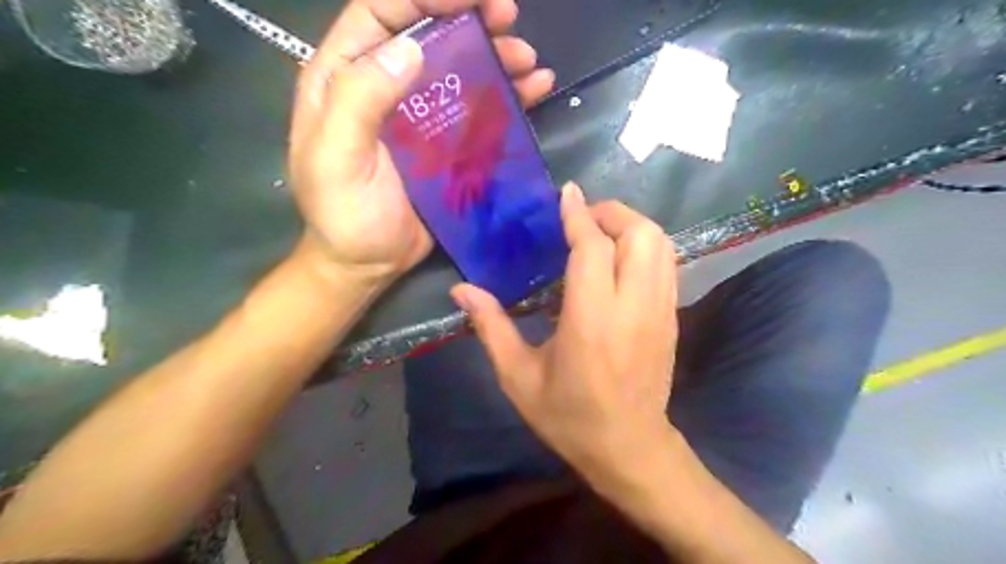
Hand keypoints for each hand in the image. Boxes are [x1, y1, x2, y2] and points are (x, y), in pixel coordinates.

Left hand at [290, 0, 554, 285]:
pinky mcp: (445, 143)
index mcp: (344, 80)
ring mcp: (418, 115)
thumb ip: (360, 101)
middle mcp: (383, 87)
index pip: (380, 13)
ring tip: (527, 59)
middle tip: (508, 15)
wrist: (367, 263)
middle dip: (468, 16)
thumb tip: (410, 50)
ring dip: (495, 55)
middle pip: (426, 32)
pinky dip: (507, 94)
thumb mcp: (337, 159)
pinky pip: (478, 109)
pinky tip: (534, 88)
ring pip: (458, 68)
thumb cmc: (344, 216)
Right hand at [452, 185, 678, 480]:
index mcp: (592, 321)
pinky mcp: (671, 318)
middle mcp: (633, 307)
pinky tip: (620, 258)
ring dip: (632, 225)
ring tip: (601, 232)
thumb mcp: (519, 377)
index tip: (566, 193)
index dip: (579, 214)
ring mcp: (660, 311)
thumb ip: (491, 327)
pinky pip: (667, 264)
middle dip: (612, 213)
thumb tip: (461, 290)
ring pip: (661, 244)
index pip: (593, 248)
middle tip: (582, 218)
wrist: (630, 448)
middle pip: (641, 234)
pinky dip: (645, 246)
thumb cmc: (569, 416)